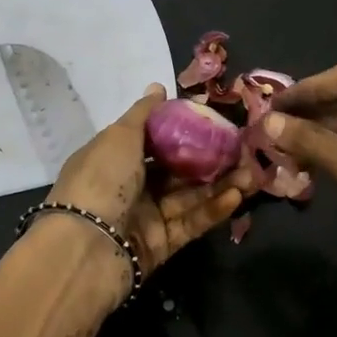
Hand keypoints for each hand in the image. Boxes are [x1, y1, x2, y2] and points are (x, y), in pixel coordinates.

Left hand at [0, 85, 249, 336]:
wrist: (85, 250)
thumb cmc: (100, 180)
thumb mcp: (119, 137)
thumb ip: (144, 113)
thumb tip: (158, 87)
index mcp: (114, 157)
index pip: (153, 138)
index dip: (183, 128)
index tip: (215, 119)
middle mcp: (129, 185)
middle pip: (176, 168)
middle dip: (210, 157)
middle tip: (244, 148)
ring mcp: (146, 216)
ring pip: (189, 195)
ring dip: (220, 183)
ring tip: (252, 171)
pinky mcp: (161, 245)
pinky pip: (191, 222)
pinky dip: (213, 209)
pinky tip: (238, 195)